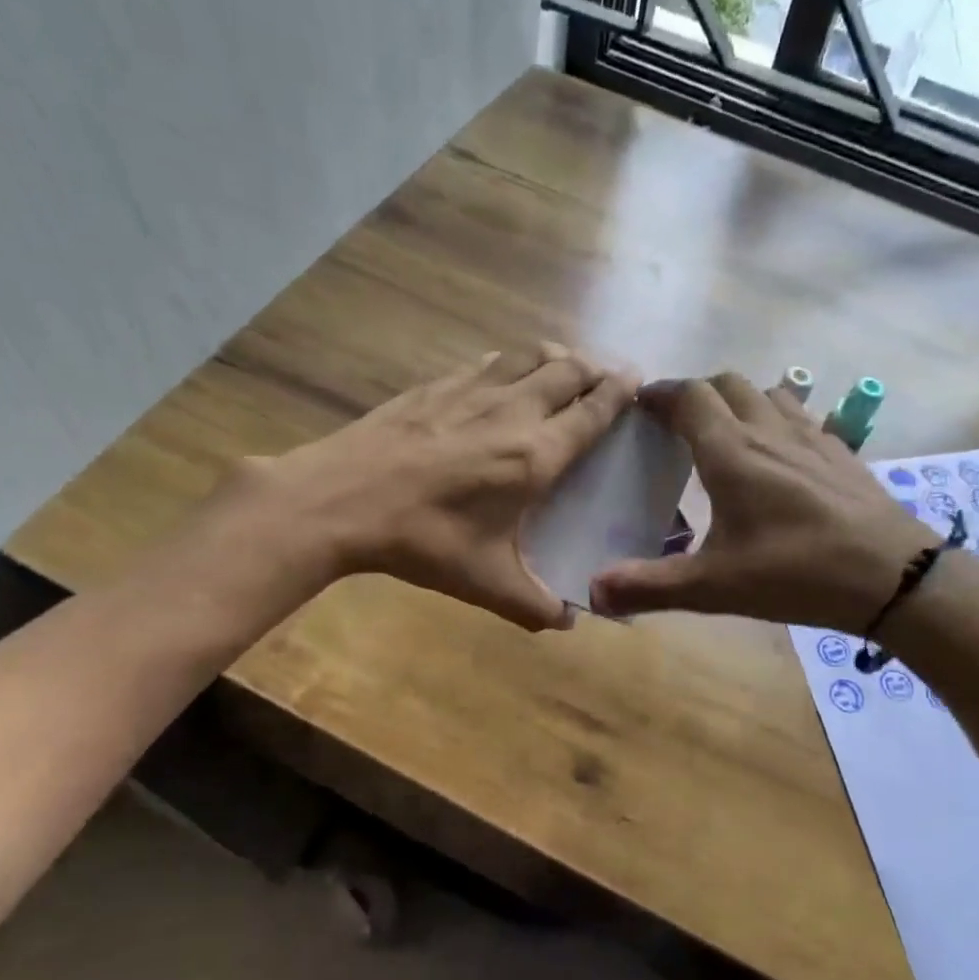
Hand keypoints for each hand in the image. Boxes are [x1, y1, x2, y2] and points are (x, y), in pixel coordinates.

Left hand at [254, 344, 637, 629]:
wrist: (339, 501)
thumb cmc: (423, 542)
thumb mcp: (486, 584)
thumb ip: (534, 605)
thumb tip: (565, 624)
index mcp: (536, 456)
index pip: (594, 410)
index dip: (621, 392)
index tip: (639, 381)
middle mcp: (513, 411)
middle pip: (569, 369)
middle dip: (596, 369)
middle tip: (608, 377)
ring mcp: (471, 391)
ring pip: (529, 355)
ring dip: (557, 357)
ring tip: (566, 367)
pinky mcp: (434, 386)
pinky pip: (488, 362)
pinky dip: (510, 363)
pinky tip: (502, 377)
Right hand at [589, 373, 944, 632]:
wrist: (892, 576)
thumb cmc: (796, 574)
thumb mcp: (715, 587)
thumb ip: (651, 586)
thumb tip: (593, 591)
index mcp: (732, 453)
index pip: (690, 398)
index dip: (661, 394)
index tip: (640, 403)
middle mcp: (770, 432)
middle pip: (728, 384)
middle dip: (697, 393)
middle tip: (677, 422)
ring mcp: (812, 437)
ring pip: (768, 393)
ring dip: (739, 400)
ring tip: (725, 432)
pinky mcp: (842, 452)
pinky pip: (802, 416)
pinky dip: (777, 419)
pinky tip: (780, 454)